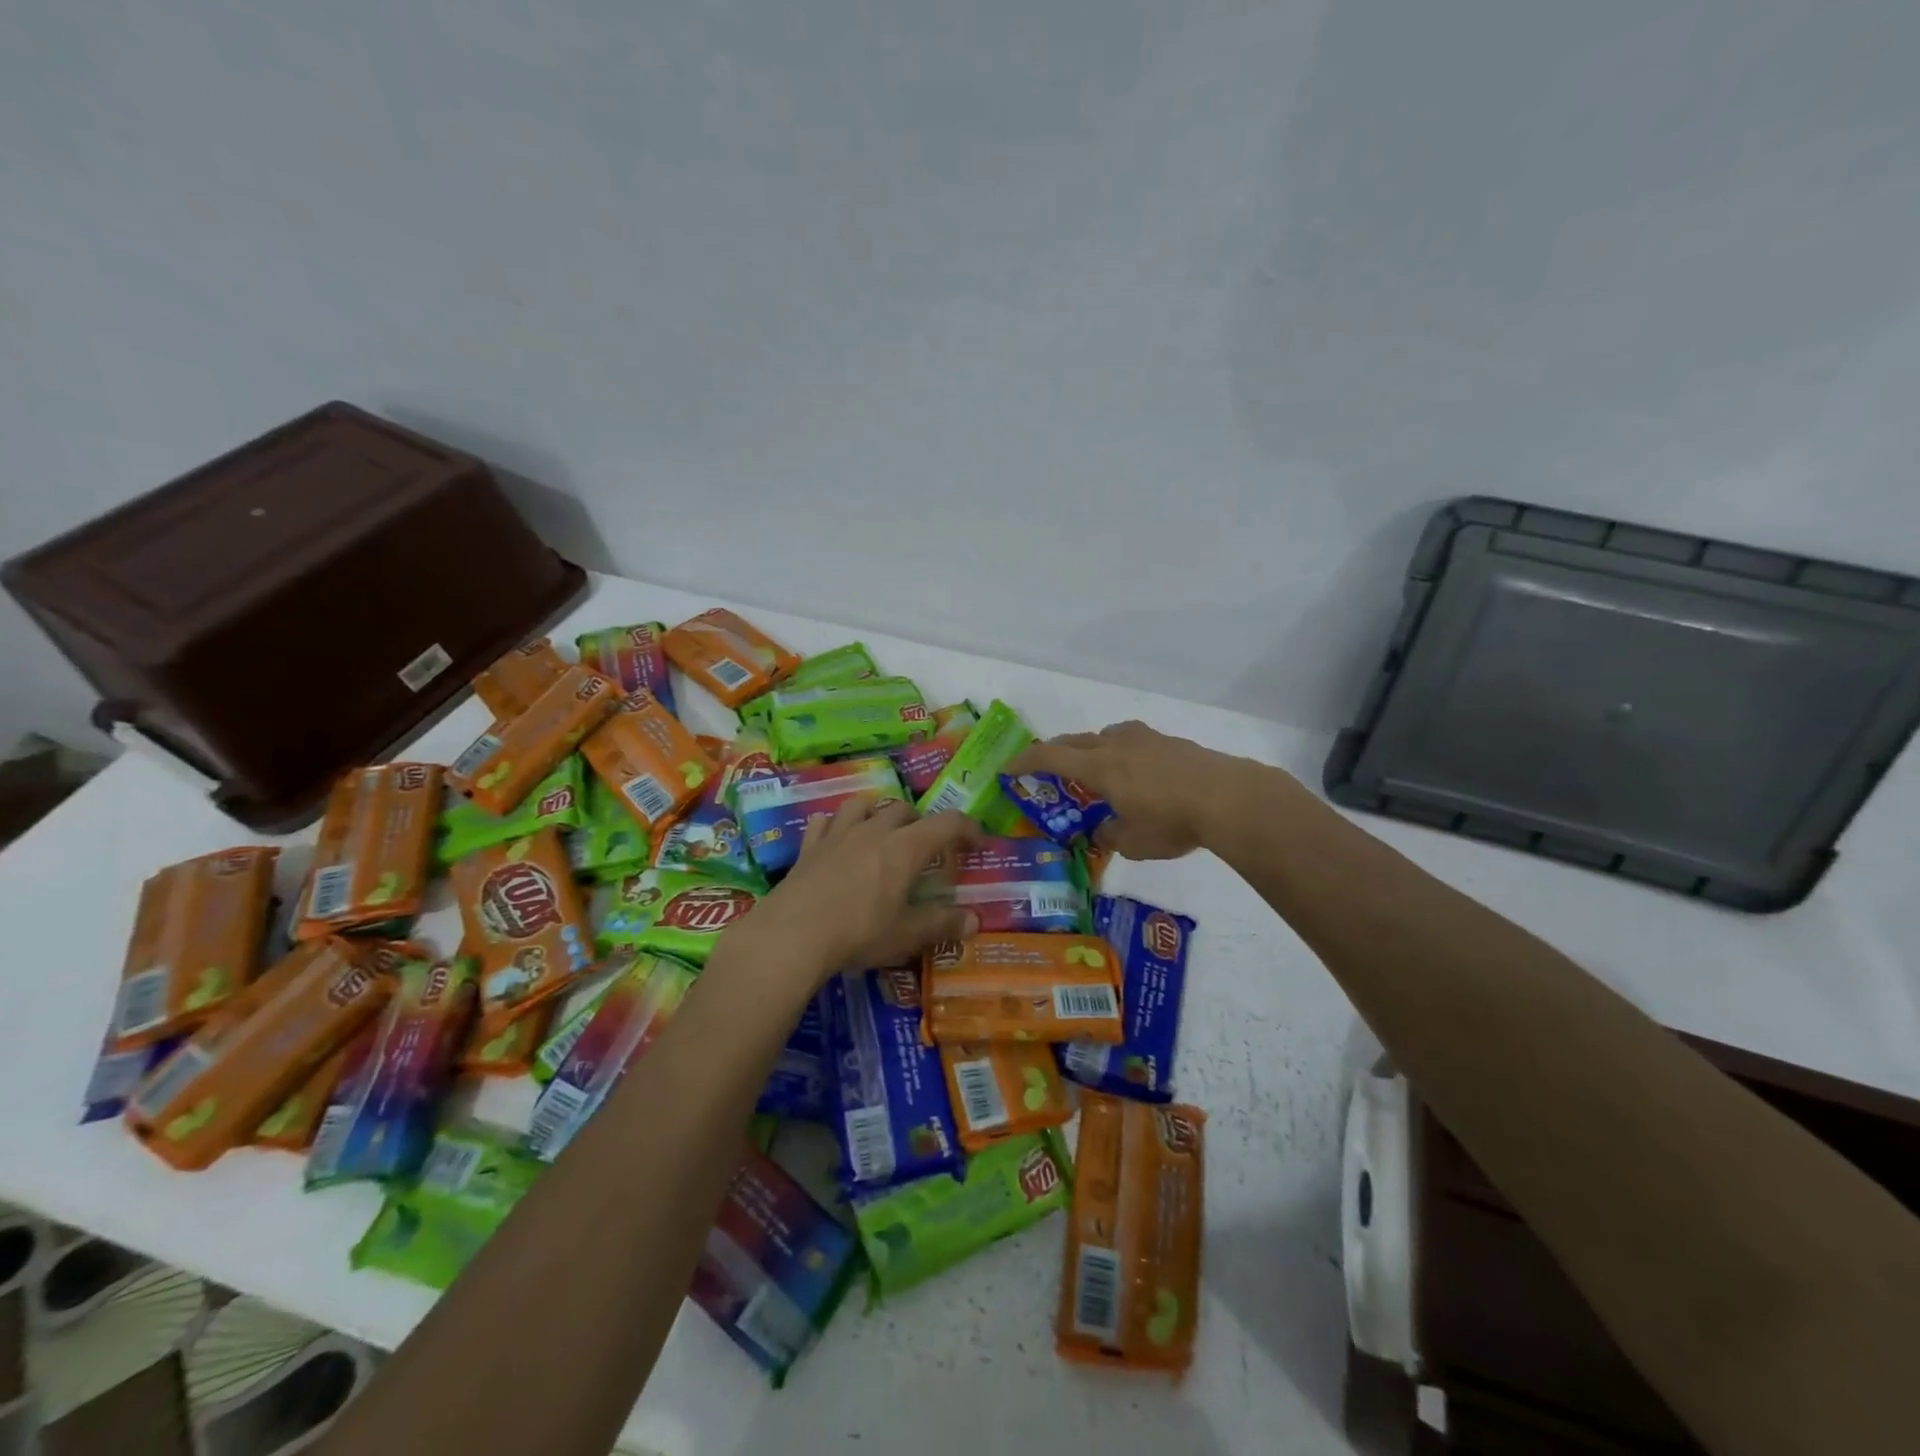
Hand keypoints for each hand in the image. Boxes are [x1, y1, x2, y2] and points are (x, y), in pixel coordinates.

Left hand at [729, 798, 983, 987]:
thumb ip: (942, 925)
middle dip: (921, 822)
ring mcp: (838, 834)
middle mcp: (874, 831)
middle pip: (904, 809)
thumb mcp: (907, 935)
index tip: (978, 843)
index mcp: (905, 848)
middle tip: (926, 847)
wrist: (793, 935)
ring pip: (863, 805)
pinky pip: (824, 821)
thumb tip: (975, 921)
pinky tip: (836, 838)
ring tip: (882, 832)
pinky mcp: (809, 847)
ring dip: (878, 813)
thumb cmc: (859, 933)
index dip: (968, 829)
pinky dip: (835, 825)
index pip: (947, 824)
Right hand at [1006, 721, 1241, 860]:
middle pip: (1075, 740)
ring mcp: (1147, 739)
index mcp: (1099, 767)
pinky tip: (1137, 771)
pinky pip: (1134, 741)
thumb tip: (1103, 829)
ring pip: (1107, 735)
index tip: (1008, 768)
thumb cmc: (1171, 821)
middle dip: (1055, 751)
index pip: (1050, 756)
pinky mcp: (1172, 742)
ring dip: (1092, 748)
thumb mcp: (1133, 842)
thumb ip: (1110, 834)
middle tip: (1045, 766)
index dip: (1025, 761)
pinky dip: (1122, 752)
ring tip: (1096, 767)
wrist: (1228, 798)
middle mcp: (1117, 745)